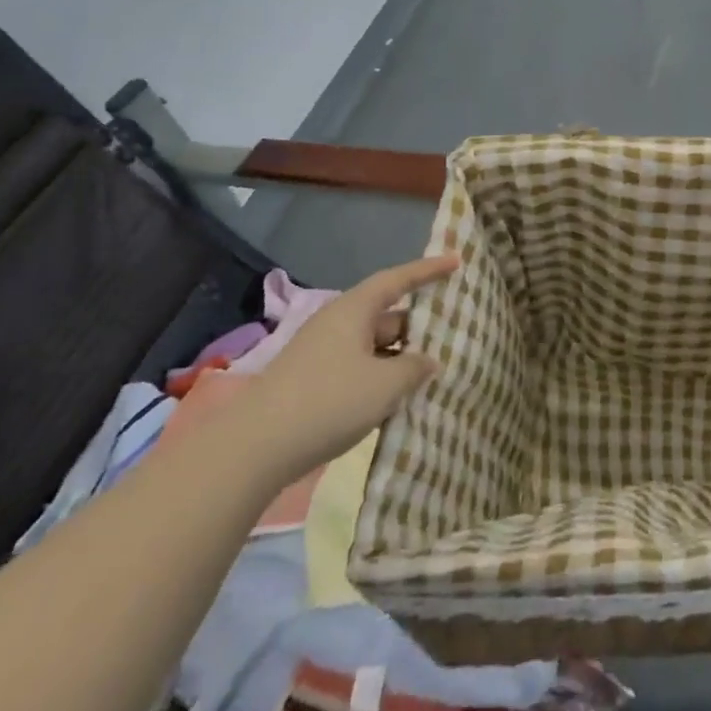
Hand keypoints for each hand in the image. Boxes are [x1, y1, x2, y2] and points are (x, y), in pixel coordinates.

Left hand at [240, 254, 458, 482]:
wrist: (254, 449)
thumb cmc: (329, 401)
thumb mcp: (386, 384)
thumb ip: (416, 368)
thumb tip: (428, 362)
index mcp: (353, 310)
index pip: (397, 279)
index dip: (428, 270)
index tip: (456, 261)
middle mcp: (337, 324)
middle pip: (386, 316)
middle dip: (418, 326)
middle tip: (452, 336)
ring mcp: (321, 355)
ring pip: (373, 346)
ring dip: (400, 358)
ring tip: (431, 374)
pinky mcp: (312, 384)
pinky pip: (358, 369)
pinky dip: (381, 378)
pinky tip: (397, 401)